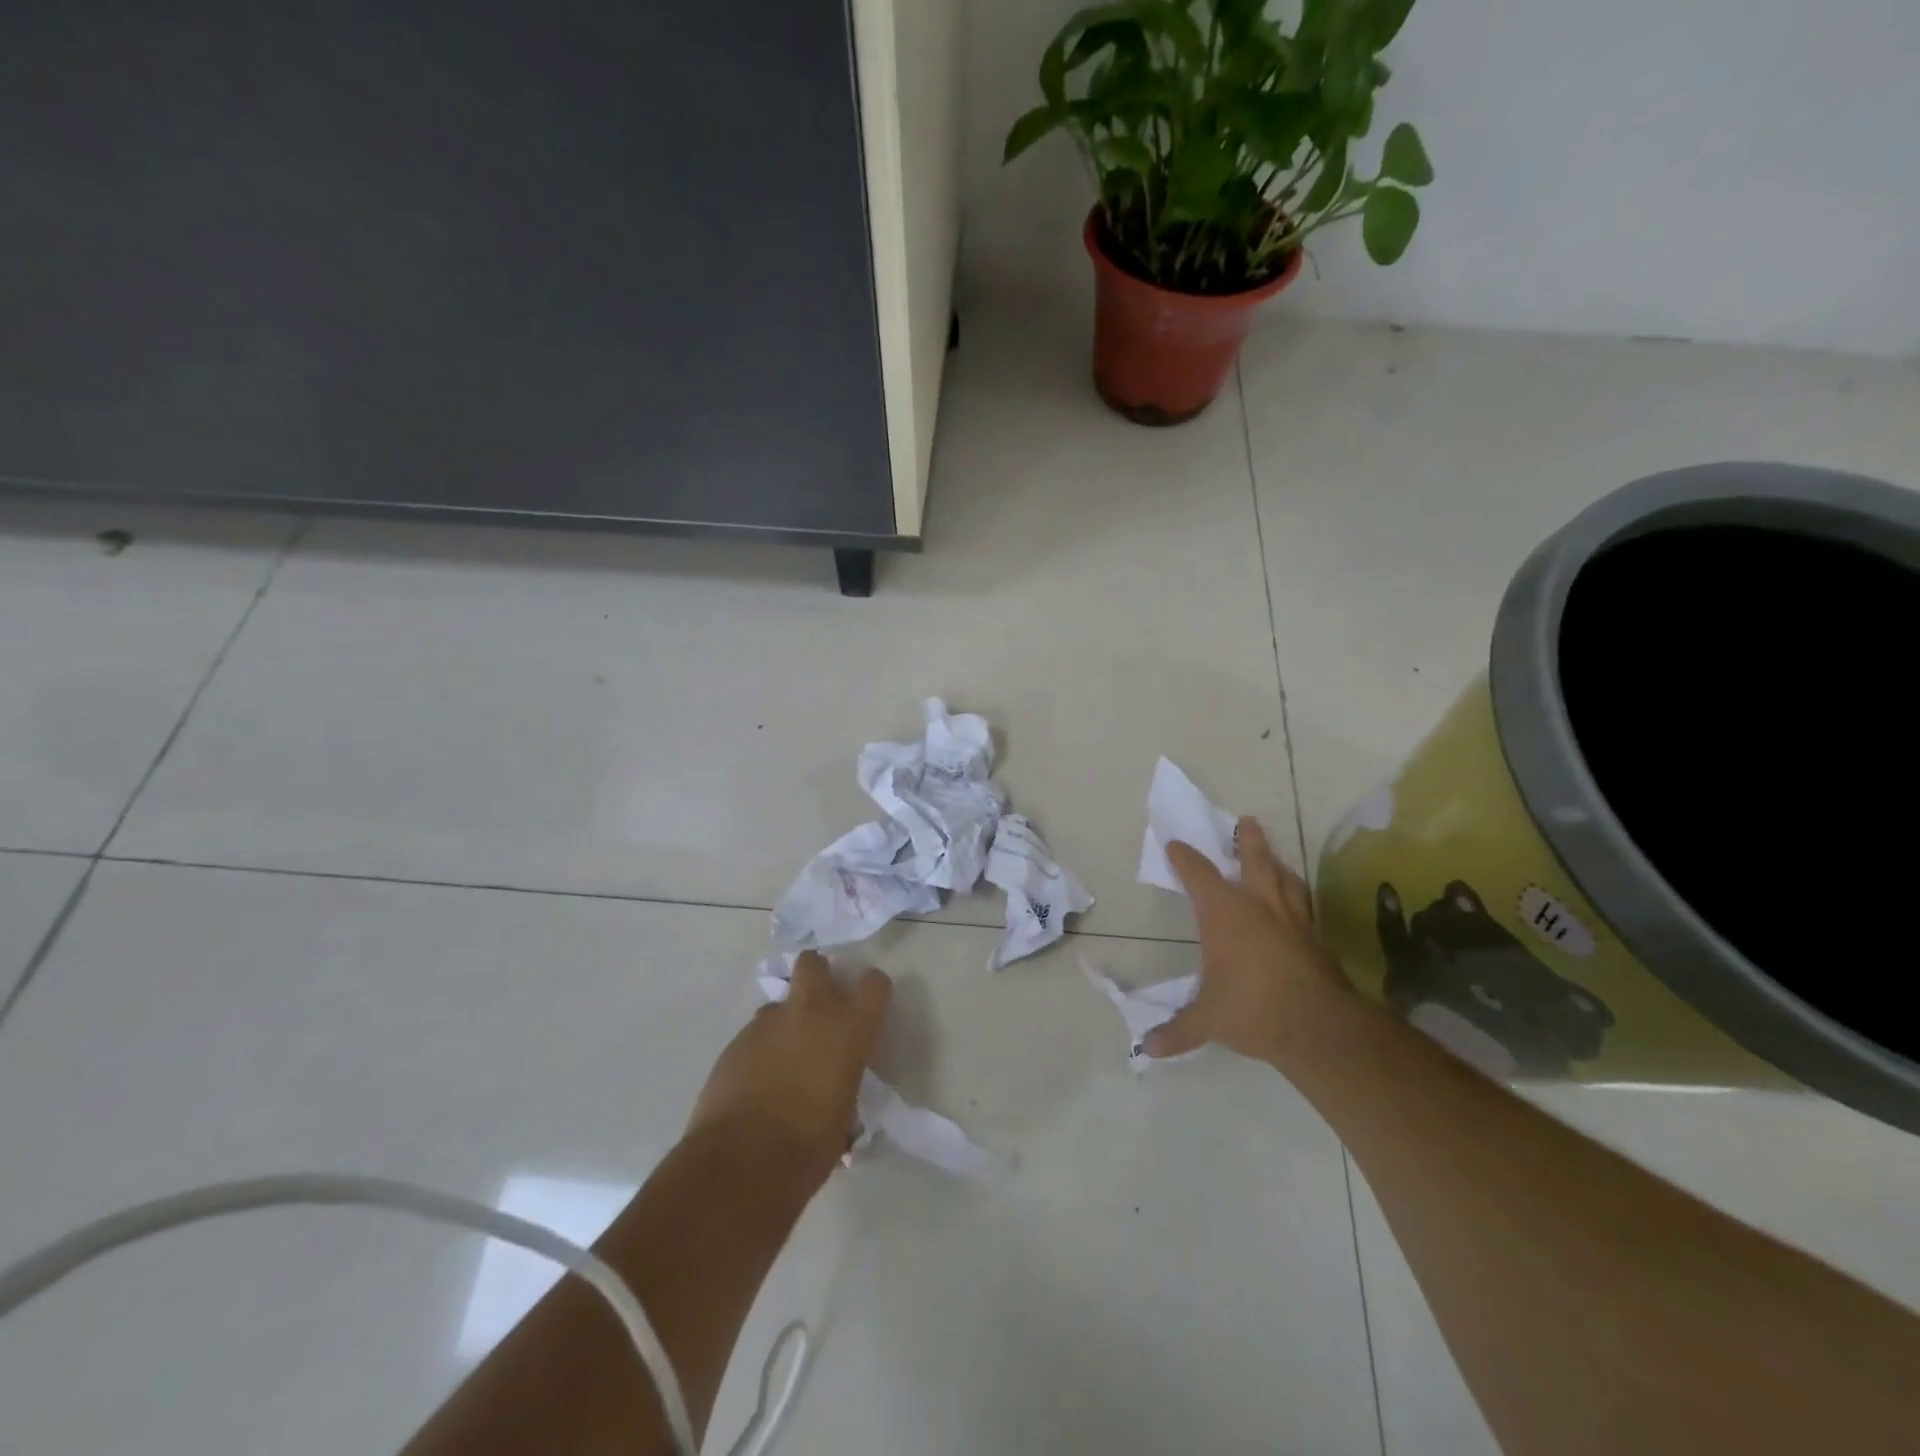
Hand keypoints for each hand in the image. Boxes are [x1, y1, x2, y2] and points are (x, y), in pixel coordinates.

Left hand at [687, 951, 891, 1180]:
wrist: (742, 1163)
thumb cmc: (808, 1146)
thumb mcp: (845, 1117)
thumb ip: (843, 1085)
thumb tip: (836, 1092)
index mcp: (848, 1029)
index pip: (874, 984)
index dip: (872, 993)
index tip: (867, 1010)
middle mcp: (809, 1013)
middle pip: (813, 963)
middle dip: (817, 977)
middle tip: (819, 1010)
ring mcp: (767, 1024)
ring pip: (779, 1005)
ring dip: (785, 1023)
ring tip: (782, 1061)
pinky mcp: (734, 1042)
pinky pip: (754, 1034)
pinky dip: (759, 1050)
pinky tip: (756, 1084)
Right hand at [1144, 816, 1349, 1063]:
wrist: (1318, 1026)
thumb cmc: (1251, 1008)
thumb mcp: (1207, 1020)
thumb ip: (1178, 1031)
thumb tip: (1147, 1049)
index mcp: (1224, 914)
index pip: (1199, 875)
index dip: (1185, 858)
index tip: (1176, 846)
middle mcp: (1259, 906)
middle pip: (1255, 861)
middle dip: (1249, 841)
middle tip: (1248, 821)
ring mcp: (1294, 921)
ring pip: (1286, 880)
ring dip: (1278, 865)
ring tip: (1275, 858)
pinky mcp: (1318, 941)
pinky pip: (1307, 907)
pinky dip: (1299, 899)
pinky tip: (1300, 906)